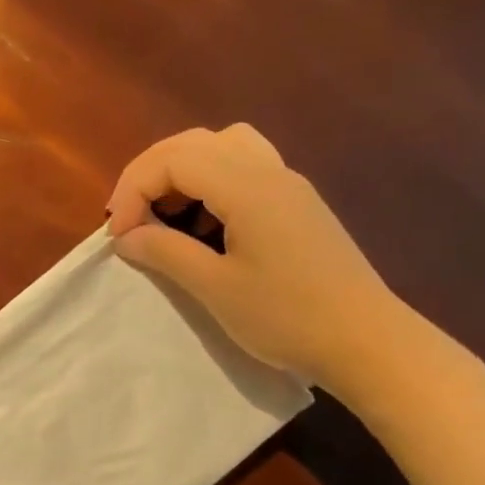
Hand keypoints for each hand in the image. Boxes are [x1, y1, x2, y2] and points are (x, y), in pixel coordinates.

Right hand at [106, 124, 410, 392]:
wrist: (365, 341)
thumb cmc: (286, 317)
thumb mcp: (215, 288)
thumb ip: (165, 253)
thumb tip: (126, 237)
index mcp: (248, 186)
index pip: (173, 159)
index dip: (133, 190)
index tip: (119, 236)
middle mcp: (269, 171)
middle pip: (195, 143)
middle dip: (151, 175)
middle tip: (129, 219)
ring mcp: (288, 185)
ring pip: (223, 149)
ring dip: (182, 174)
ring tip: (164, 217)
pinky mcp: (297, 205)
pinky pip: (244, 170)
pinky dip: (210, 185)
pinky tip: (204, 226)